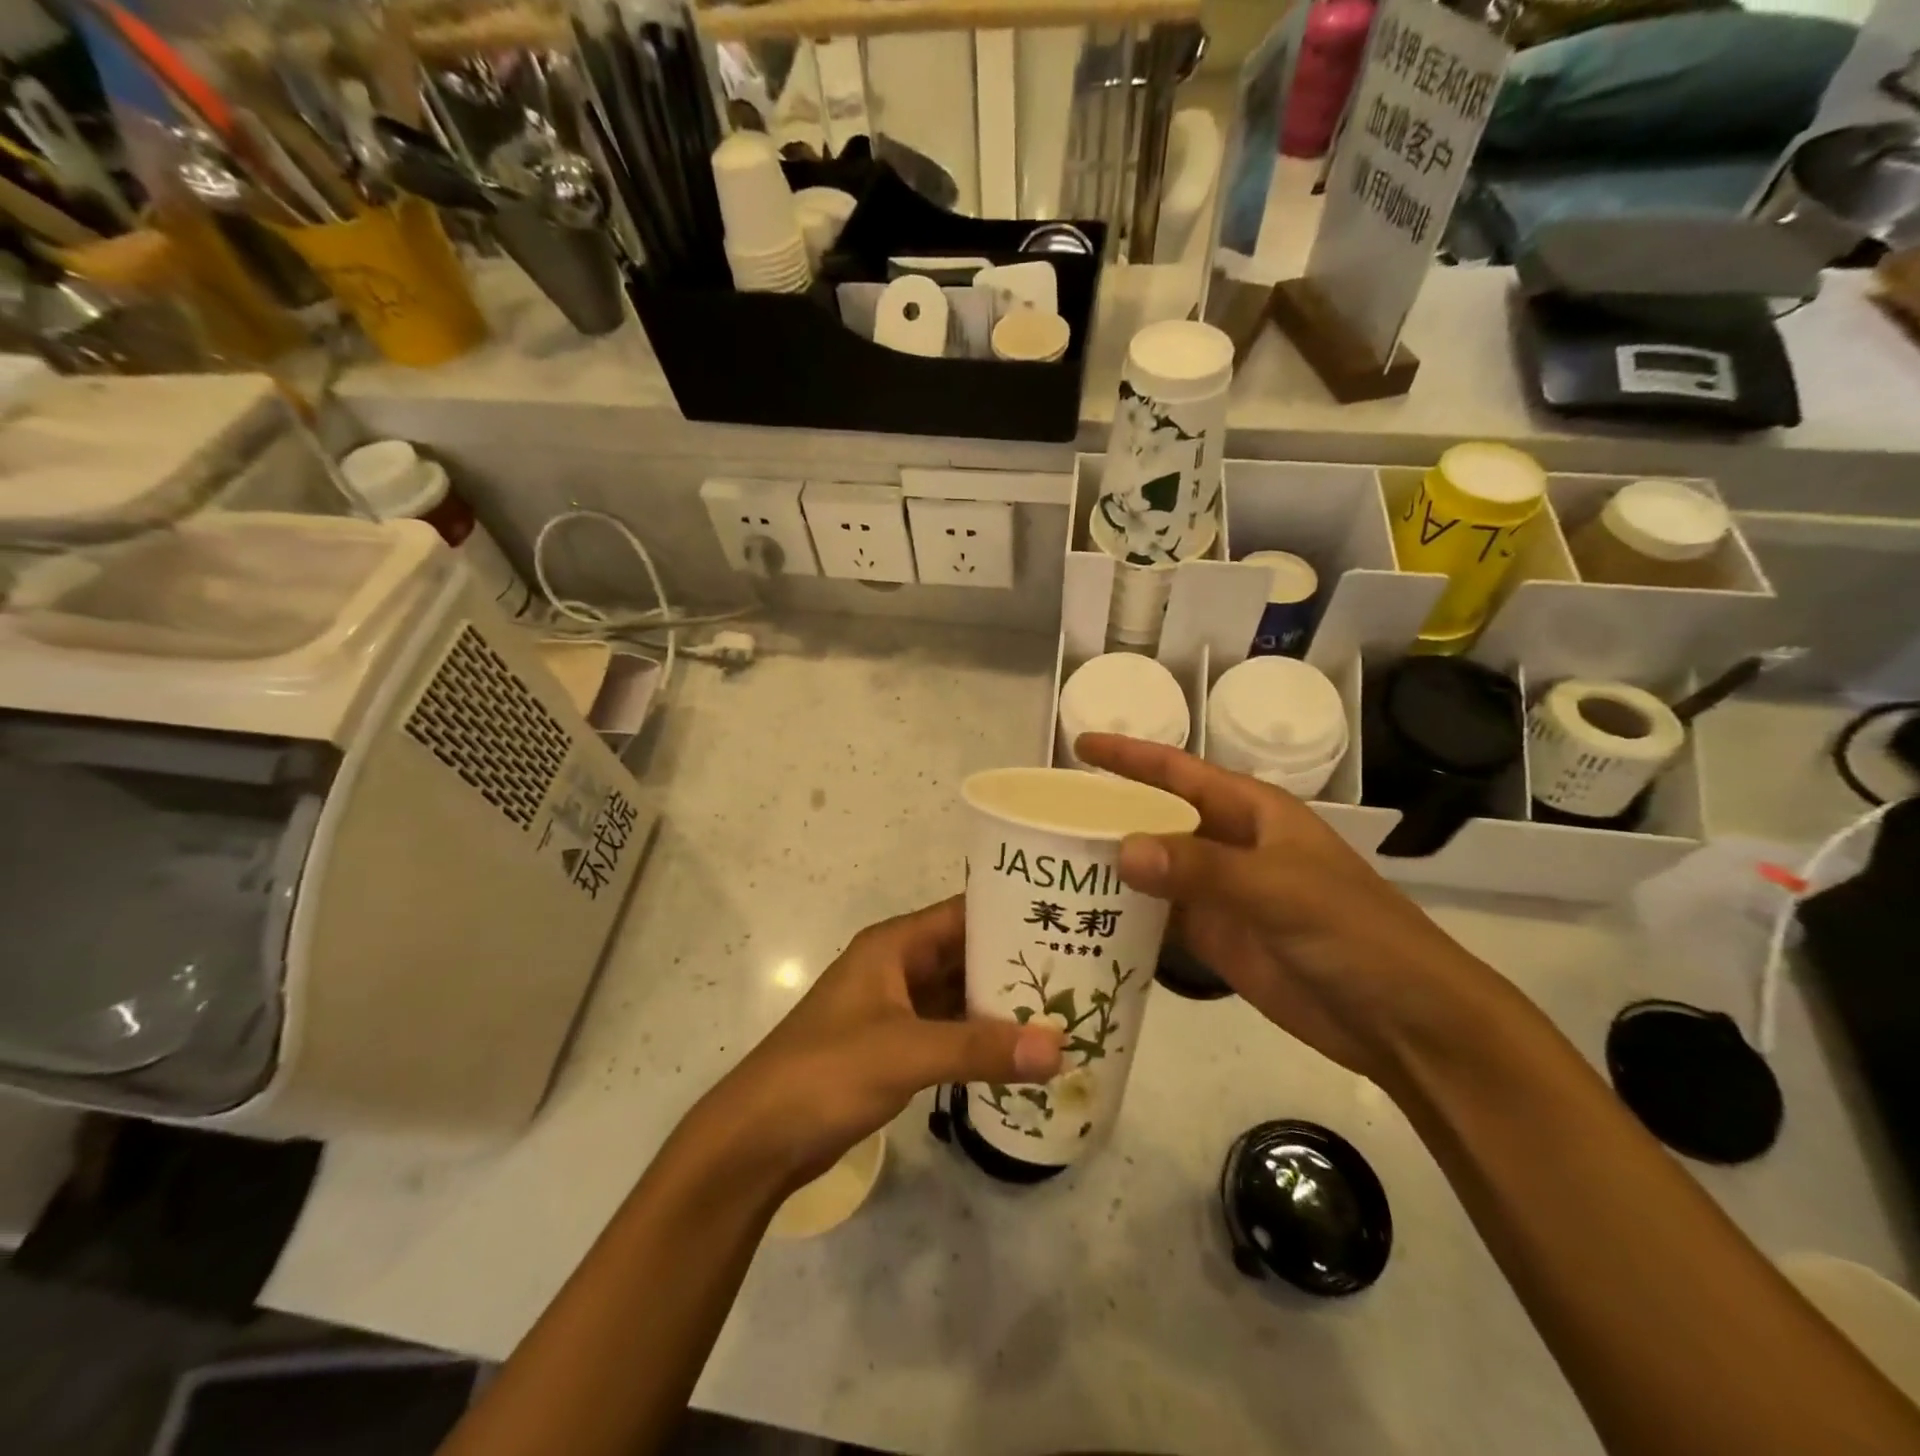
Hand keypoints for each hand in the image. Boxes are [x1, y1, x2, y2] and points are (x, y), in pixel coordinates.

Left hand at [687, 898, 1063, 1191]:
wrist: (757, 1138)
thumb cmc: (825, 1073)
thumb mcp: (905, 1052)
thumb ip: (980, 1049)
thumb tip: (1058, 1047)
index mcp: (894, 946)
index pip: (963, 914)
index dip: (1010, 913)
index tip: (1065, 919)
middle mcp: (897, 968)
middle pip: (965, 954)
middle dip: (1015, 964)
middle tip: (1080, 972)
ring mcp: (895, 1009)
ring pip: (959, 995)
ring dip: (1001, 1004)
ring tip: (1064, 1010)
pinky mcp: (894, 1048)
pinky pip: (949, 1031)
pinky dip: (980, 1039)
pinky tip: (1021, 1052)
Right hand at [1076, 733, 1495, 1086]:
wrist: (1401, 1020)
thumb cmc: (1353, 933)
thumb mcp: (1279, 890)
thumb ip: (1201, 868)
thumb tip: (1121, 848)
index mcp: (1251, 812)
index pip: (1178, 772)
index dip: (1130, 755)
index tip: (1080, 743)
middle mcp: (1230, 844)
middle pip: (1157, 818)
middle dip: (1109, 811)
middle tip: (1047, 814)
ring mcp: (1221, 894)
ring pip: (1154, 869)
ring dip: (1111, 865)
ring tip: (1051, 862)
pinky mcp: (1215, 939)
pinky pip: (1159, 917)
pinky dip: (1125, 914)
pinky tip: (1085, 916)